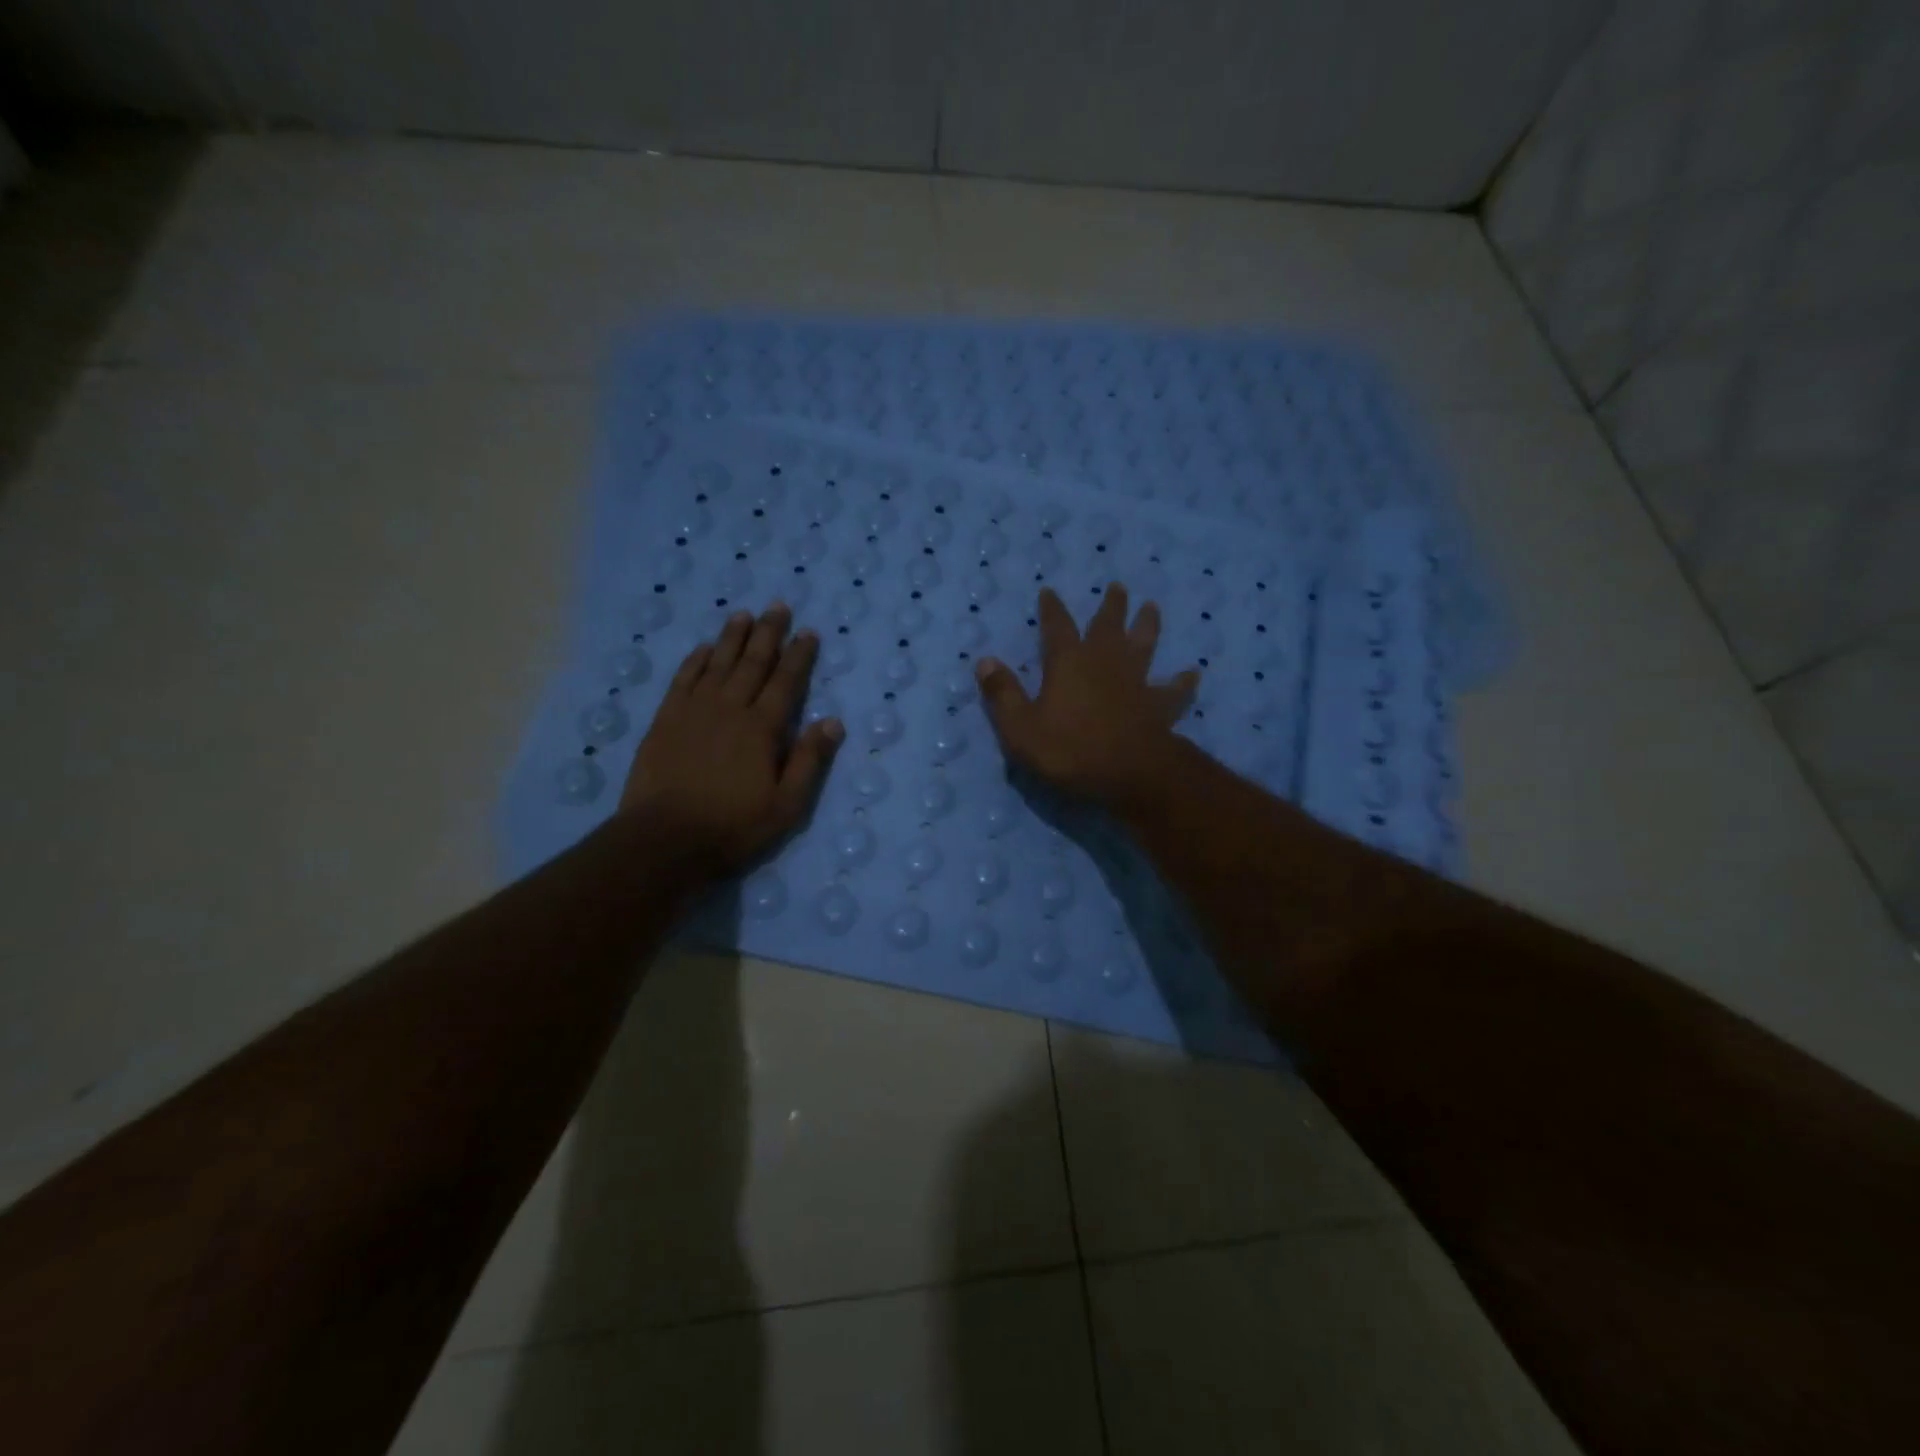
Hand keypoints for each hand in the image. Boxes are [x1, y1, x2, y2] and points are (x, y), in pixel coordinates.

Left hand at [621, 603, 843, 874]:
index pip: (786, 682)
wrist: (663, 839)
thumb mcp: (786, 806)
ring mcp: (694, 711)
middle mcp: (730, 709)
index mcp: (762, 728)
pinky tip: (703, 648)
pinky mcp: (665, 720)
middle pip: (753, 663)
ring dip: (732, 638)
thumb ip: (809, 761)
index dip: (799, 656)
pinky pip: (683, 679)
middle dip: (768, 633)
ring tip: (743, 614)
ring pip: (718, 664)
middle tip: (778, 606)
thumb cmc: (733, 827)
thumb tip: (832, 722)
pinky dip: (695, 660)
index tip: (808, 632)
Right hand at [975, 583, 1198, 813]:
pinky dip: (1183, 681)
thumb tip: (984, 660)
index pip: (1057, 626)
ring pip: (1145, 644)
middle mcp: (1105, 662)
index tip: (1049, 592)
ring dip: (1148, 625)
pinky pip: (1174, 689)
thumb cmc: (1070, 750)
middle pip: (1108, 625)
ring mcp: (1137, 681)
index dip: (1052, 609)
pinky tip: (1192, 673)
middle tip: (1117, 587)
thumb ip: (1003, 694)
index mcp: (1068, 663)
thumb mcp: (1020, 728)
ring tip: (1152, 607)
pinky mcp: (1160, 705)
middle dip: (1111, 605)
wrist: (1130, 774)